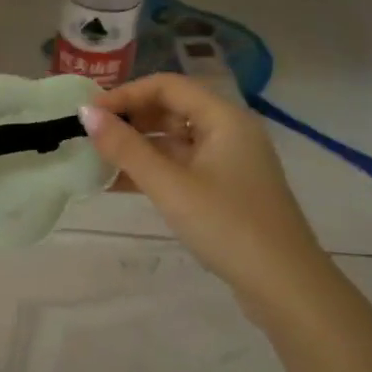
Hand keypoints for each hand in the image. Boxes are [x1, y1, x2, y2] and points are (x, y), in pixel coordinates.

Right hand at [79, 75, 325, 300]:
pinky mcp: (225, 189)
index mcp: (224, 119)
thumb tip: (86, 114)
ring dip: (137, 146)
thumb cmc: (227, 226)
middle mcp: (229, 132)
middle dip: (129, 119)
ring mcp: (228, 162)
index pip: (167, 86)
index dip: (125, 94)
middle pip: (172, 109)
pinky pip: (181, 166)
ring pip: (174, 140)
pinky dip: (152, 169)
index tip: (89, 113)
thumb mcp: (170, 186)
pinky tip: (120, 184)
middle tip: (90, 135)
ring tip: (98, 159)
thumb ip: (126, 148)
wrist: (284, 286)